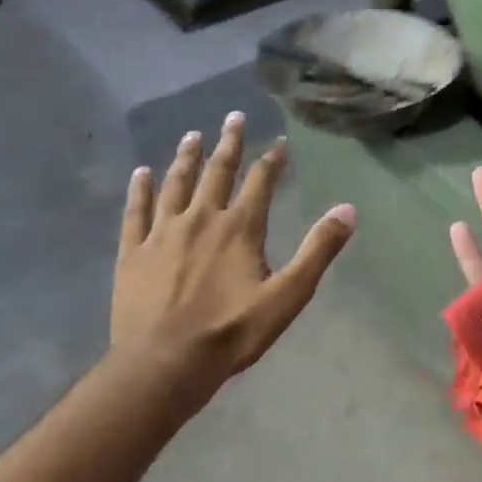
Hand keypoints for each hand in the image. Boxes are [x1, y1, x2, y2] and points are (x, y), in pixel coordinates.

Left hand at [112, 114, 354, 401]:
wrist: (163, 364)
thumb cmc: (232, 332)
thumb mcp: (289, 294)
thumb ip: (318, 249)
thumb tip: (348, 210)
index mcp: (240, 228)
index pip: (260, 182)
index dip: (272, 160)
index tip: (278, 142)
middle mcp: (201, 219)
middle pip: (217, 172)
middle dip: (228, 143)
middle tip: (233, 117)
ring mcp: (162, 234)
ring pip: (176, 184)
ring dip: (186, 158)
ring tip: (192, 135)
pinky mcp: (133, 253)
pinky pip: (136, 212)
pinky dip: (140, 191)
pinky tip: (141, 174)